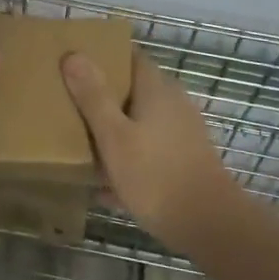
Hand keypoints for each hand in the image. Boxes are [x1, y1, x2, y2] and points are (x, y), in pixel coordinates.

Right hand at [62, 50, 235, 251]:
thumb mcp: (114, 137)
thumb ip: (93, 97)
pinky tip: (104, 187)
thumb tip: (73, 54)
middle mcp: (173, 104)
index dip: (104, 54)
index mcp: (156, 90)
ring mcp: (182, 134)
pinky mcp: (184, 161)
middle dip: (103, 95)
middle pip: (134, 90)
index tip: (75, 60)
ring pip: (140, 123)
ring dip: (114, 130)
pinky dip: (128, 159)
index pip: (131, 56)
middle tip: (69, 102)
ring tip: (80, 142)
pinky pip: (148, 151)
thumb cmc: (156, 175)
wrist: (209, 225)